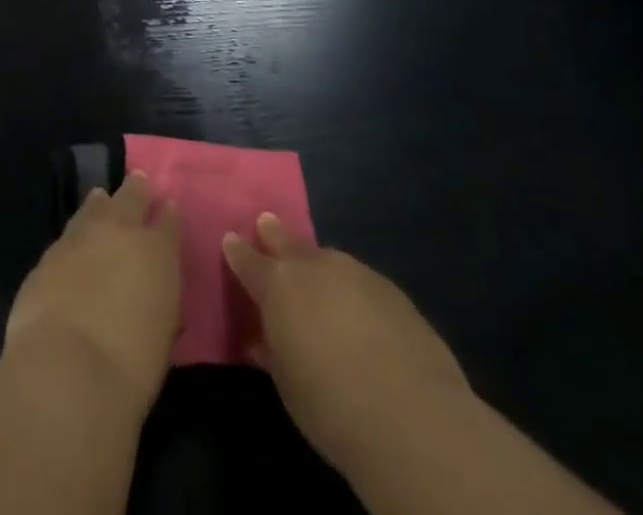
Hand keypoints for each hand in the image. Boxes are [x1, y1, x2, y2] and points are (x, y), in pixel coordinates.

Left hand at [4, 171, 182, 421]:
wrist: (66, 369)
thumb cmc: (130, 367)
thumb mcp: (161, 337)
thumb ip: (160, 303)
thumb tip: (154, 295)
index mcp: (158, 252)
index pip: (169, 221)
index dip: (169, 215)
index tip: (169, 208)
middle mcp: (121, 231)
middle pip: (132, 196)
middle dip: (137, 190)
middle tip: (139, 183)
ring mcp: (81, 236)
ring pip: (95, 205)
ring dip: (101, 204)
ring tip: (102, 199)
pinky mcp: (50, 252)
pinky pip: (69, 233)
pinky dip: (76, 233)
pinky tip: (75, 240)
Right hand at [224, 213, 468, 476]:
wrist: (412, 418)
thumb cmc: (331, 406)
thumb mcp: (287, 383)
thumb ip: (272, 350)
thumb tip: (262, 339)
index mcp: (278, 285)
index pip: (248, 260)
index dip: (237, 251)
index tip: (230, 239)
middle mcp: (314, 267)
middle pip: (287, 241)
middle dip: (274, 234)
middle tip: (266, 223)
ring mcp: (355, 272)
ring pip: (327, 259)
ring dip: (317, 265)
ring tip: (316, 279)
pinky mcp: (392, 290)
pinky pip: (360, 281)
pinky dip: (351, 289)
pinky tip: (359, 312)